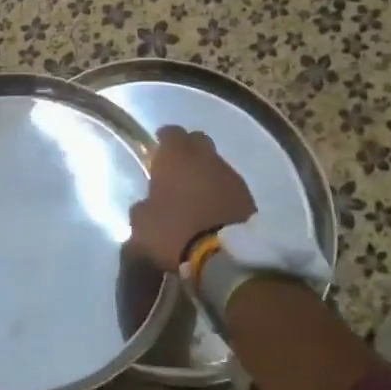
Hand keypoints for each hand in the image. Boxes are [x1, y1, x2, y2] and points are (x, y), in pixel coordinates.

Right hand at [123, 126, 255, 273]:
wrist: (227, 257)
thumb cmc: (175, 232)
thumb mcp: (142, 227)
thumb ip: (140, 211)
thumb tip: (144, 208)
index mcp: (176, 157)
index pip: (171, 132)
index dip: (164, 139)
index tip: (158, 150)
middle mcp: (205, 157)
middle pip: (198, 141)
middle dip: (188, 150)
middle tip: (177, 169)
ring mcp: (231, 175)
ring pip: (216, 164)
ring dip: (206, 173)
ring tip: (196, 194)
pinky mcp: (249, 196)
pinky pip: (230, 186)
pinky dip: (221, 192)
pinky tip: (213, 210)